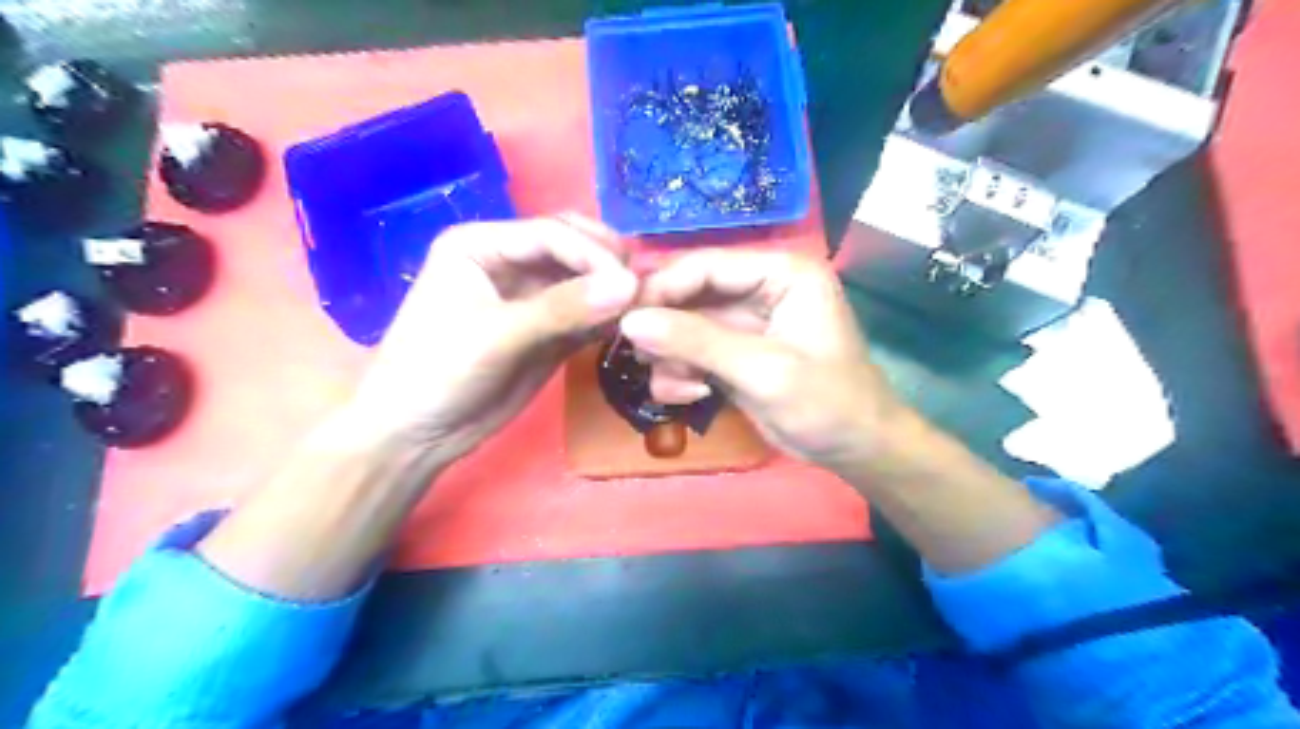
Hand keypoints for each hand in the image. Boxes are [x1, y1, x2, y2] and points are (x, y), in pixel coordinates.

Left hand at [350, 218, 637, 463]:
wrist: (417, 435)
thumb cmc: (438, 372)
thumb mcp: (497, 336)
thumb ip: (562, 309)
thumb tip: (629, 285)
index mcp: (482, 244)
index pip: (552, 234)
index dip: (593, 255)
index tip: (630, 284)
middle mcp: (508, 261)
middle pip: (572, 247)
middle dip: (607, 263)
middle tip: (641, 290)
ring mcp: (530, 296)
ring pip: (584, 280)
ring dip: (612, 291)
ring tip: (644, 308)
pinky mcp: (546, 329)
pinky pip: (585, 314)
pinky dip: (607, 318)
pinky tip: (627, 326)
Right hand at [615, 251, 905, 478]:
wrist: (856, 450)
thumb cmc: (826, 402)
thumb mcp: (763, 370)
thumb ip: (697, 342)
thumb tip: (630, 322)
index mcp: (781, 274)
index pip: (707, 265)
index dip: (663, 288)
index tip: (625, 318)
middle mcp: (760, 289)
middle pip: (689, 294)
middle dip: (665, 331)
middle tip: (642, 358)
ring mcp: (744, 324)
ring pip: (683, 326)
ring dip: (671, 357)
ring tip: (681, 386)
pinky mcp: (733, 355)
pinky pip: (690, 353)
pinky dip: (681, 373)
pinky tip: (693, 395)